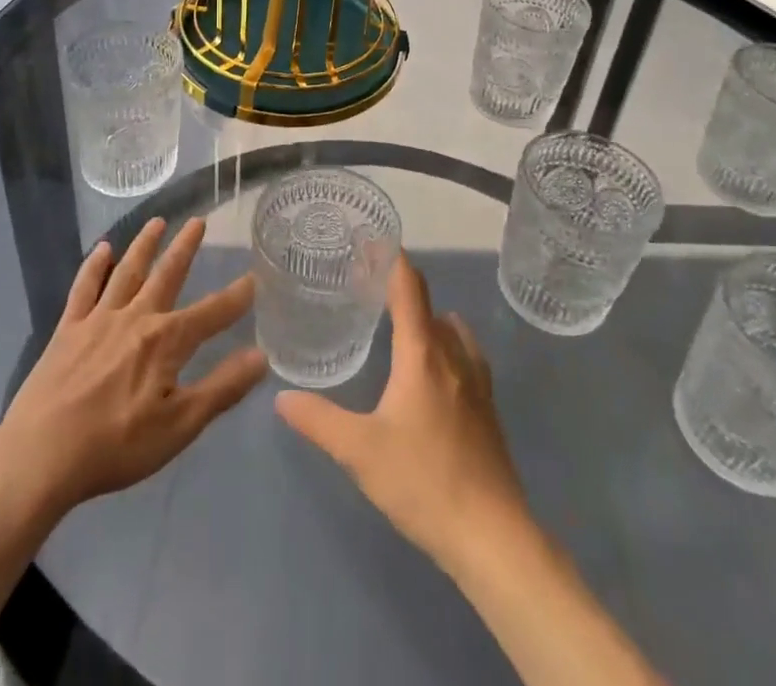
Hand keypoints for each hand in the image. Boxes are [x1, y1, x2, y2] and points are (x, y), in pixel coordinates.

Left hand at [0, 216, 266, 518]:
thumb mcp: (180, 425)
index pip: (211, 313)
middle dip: (185, 248)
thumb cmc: (116, 445)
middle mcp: (136, 317)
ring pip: (127, 271)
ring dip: (144, 245)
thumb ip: (222, 388)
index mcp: (166, 341)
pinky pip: (84, 288)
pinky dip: (94, 267)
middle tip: (199, 220)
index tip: (254, 276)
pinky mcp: (68, 329)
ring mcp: (99, 319)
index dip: (236, 297)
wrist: (41, 454)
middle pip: (167, 275)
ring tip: (157, 221)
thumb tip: (261, 356)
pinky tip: (102, 250)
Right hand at [275, 254, 529, 569]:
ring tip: (399, 320)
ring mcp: (476, 382)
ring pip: (452, 330)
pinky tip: (435, 366)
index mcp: (423, 353)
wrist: (492, 536)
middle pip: (428, 305)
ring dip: (427, 317)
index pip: (409, 288)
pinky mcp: (488, 409)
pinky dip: (447, 343)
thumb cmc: (423, 482)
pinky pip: (466, 355)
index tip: (371, 240)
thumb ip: (318, 420)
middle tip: (369, 285)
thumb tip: (282, 398)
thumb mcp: (359, 451)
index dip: (392, 259)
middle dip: (401, 288)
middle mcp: (453, 356)